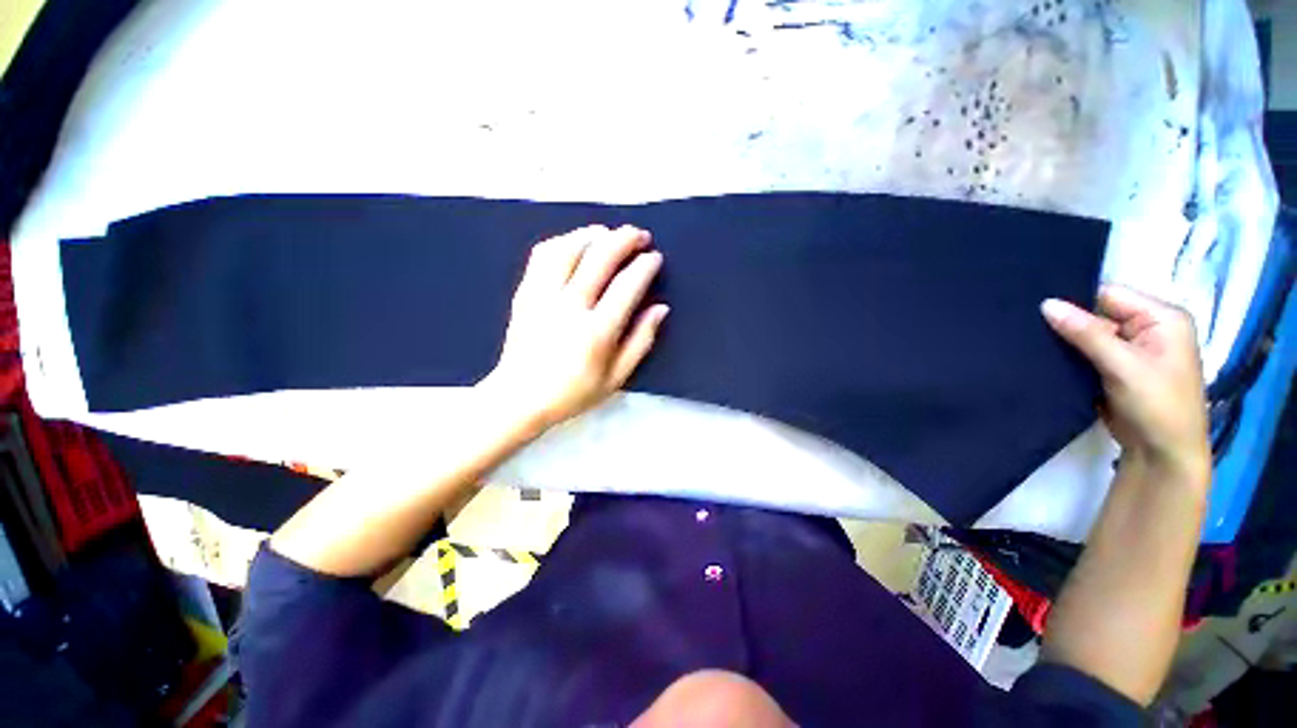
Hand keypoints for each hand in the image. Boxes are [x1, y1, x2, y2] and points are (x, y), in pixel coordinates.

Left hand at [479, 224, 668, 435]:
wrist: (519, 397)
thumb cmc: (573, 392)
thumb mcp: (616, 378)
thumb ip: (641, 341)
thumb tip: (661, 308)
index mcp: (596, 332)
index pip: (626, 286)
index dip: (644, 267)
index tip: (655, 257)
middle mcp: (569, 308)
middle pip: (600, 258)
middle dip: (625, 240)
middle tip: (640, 235)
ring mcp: (543, 296)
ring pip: (569, 249)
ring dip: (594, 234)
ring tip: (609, 233)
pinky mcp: (525, 292)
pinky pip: (543, 255)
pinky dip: (563, 241)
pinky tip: (576, 242)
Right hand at [1041, 285, 1209, 487]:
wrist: (1161, 455)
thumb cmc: (1156, 405)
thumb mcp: (1122, 366)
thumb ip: (1086, 333)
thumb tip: (1046, 304)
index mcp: (1162, 318)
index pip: (1110, 295)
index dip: (1075, 298)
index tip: (1035, 306)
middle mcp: (1149, 328)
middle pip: (1099, 313)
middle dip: (1068, 321)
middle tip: (1027, 324)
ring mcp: (1132, 349)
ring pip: (1089, 334)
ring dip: (1066, 340)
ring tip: (1030, 340)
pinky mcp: (1116, 368)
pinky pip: (1087, 352)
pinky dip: (1069, 354)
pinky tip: (1045, 356)